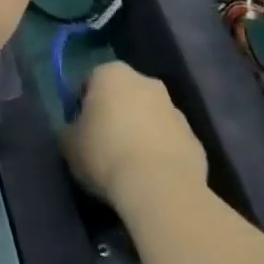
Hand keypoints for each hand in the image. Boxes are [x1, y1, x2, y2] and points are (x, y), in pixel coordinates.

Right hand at [62, 62, 207, 208]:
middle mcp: (147, 83)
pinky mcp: (195, 141)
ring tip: (128, 165)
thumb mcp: (68, 143)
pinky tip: (150, 177)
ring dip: (141, 133)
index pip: (91, 82)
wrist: (160, 188)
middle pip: (125, 96)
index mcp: (112, 74)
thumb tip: (77, 132)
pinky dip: (160, 154)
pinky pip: (170, 142)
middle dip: (116, 114)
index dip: (83, 105)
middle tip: (103, 143)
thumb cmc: (105, 154)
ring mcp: (176, 112)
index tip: (80, 128)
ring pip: (150, 118)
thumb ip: (71, 129)